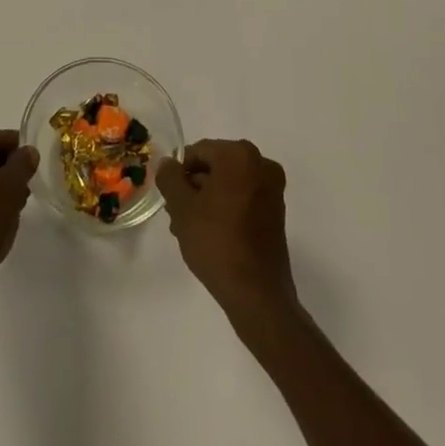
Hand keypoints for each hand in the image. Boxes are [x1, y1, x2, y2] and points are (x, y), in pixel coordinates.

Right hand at [156, 139, 298, 322]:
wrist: (257, 293)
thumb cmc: (216, 241)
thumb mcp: (182, 207)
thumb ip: (170, 178)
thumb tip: (168, 164)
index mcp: (240, 155)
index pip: (199, 151)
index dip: (179, 172)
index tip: (169, 197)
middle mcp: (261, 165)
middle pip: (215, 167)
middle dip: (193, 188)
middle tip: (176, 215)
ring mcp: (272, 190)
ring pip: (228, 185)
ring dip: (206, 200)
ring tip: (188, 229)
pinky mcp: (276, 213)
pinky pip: (243, 199)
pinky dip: (225, 209)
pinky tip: (209, 234)